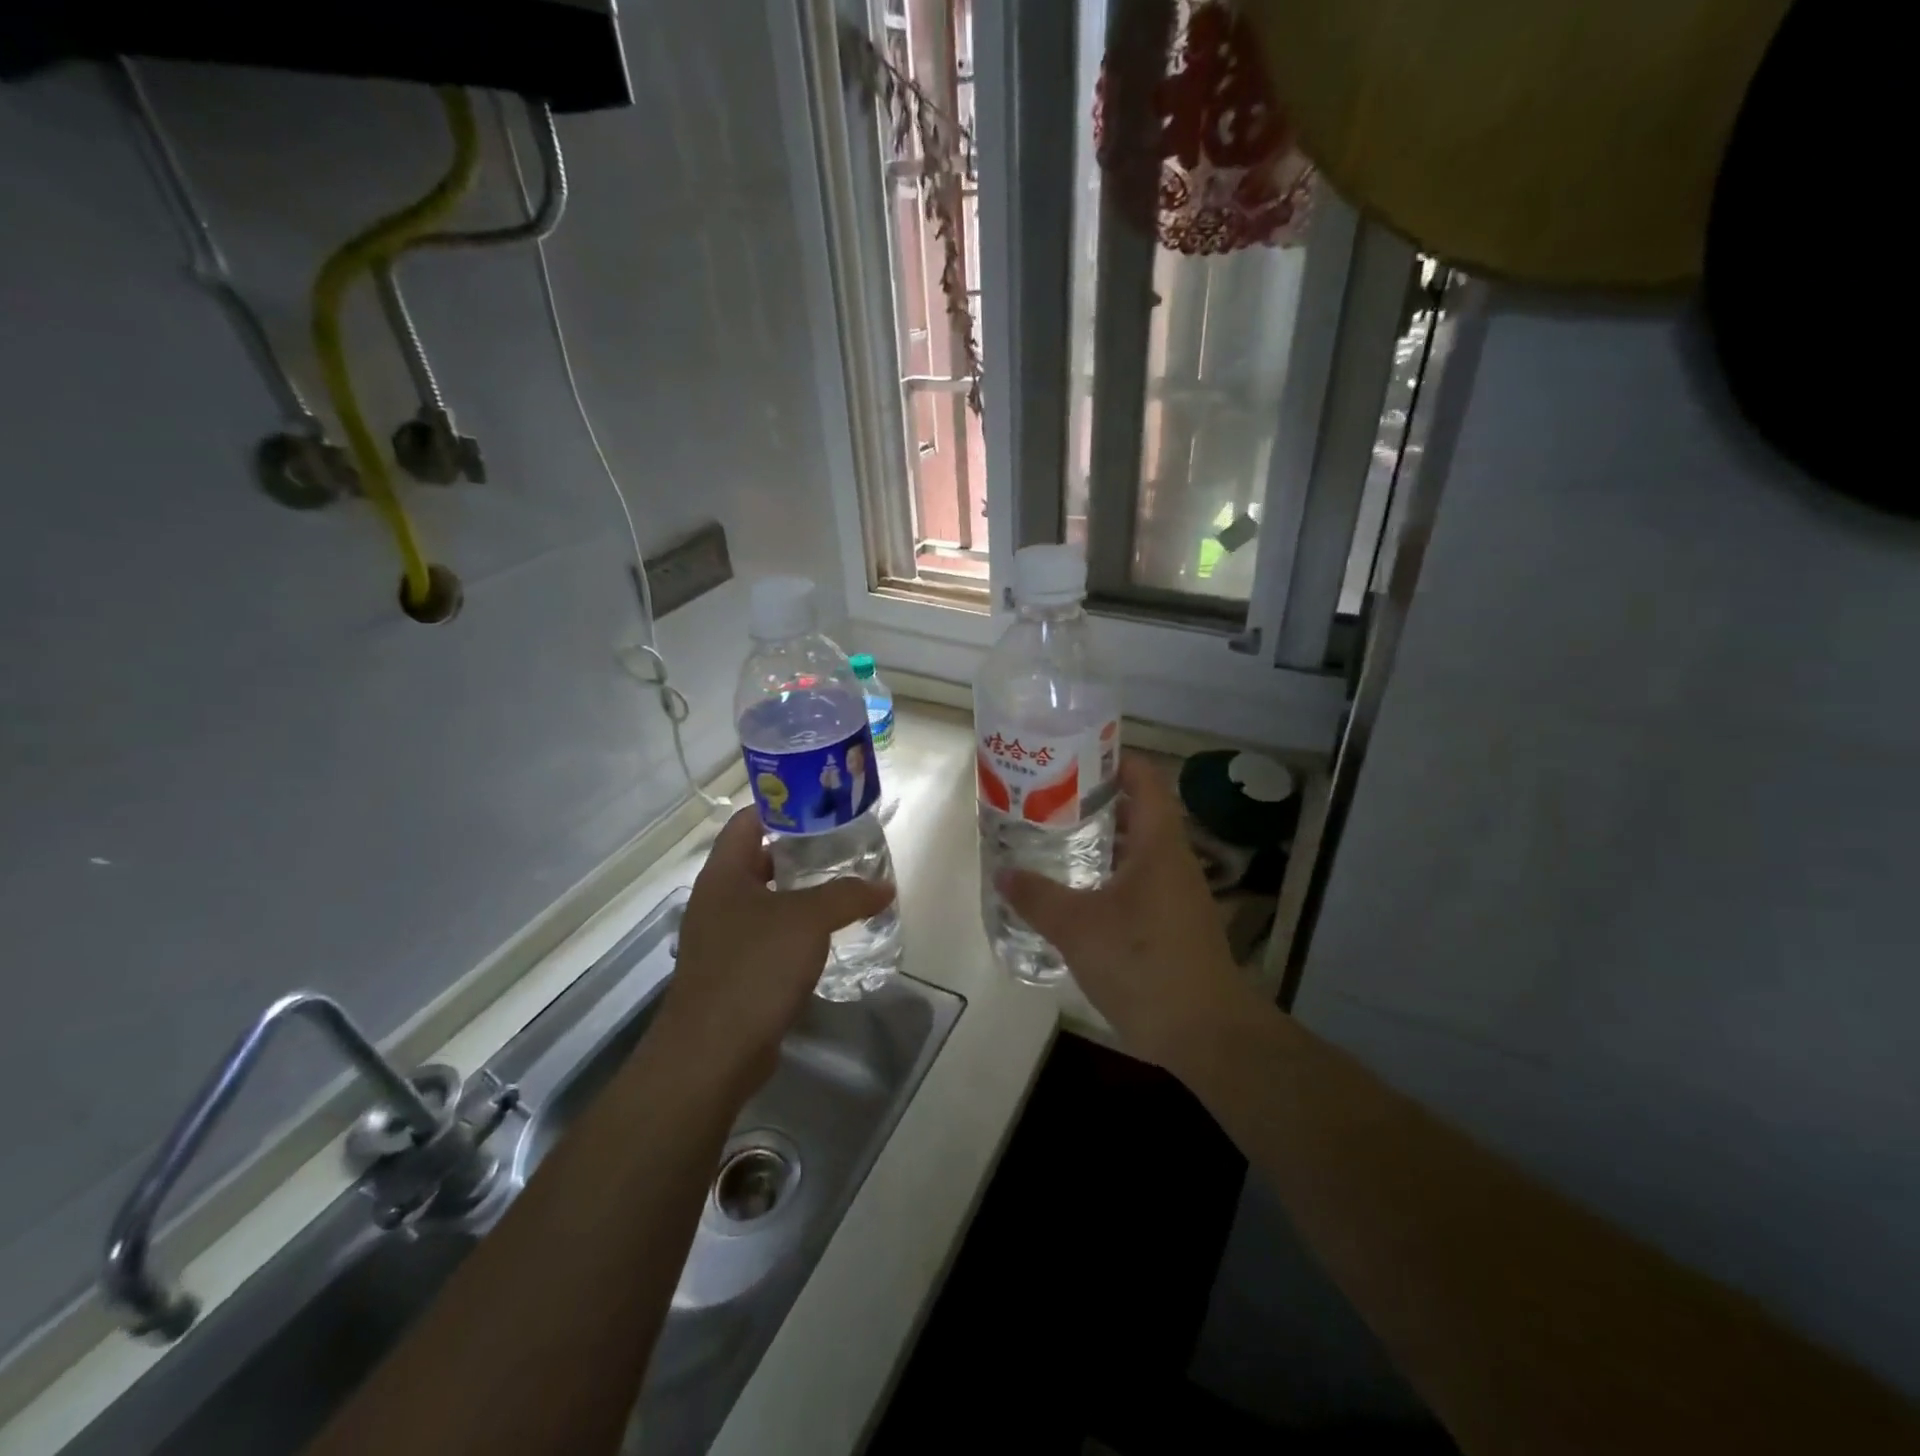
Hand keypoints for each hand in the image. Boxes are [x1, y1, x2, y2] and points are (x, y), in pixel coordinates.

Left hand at [656, 807, 894, 1098]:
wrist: (712, 1054)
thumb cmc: (753, 968)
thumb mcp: (807, 920)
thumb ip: (847, 895)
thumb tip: (884, 887)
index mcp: (723, 874)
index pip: (748, 820)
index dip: (782, 806)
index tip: (822, 803)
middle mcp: (718, 900)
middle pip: (760, 859)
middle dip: (801, 851)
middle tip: (845, 845)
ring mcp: (723, 938)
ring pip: (768, 900)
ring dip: (802, 893)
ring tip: (846, 885)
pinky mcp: (735, 972)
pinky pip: (770, 936)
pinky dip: (797, 930)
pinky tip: (829, 935)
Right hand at [997, 753, 1256, 1072]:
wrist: (1205, 1033)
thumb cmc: (1144, 964)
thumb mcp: (1078, 928)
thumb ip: (1037, 897)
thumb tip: (1002, 874)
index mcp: (1158, 844)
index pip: (1144, 778)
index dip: (1112, 759)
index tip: (1071, 755)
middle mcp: (1172, 860)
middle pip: (1136, 811)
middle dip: (1093, 801)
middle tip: (1046, 798)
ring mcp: (1176, 893)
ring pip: (1134, 849)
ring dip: (1099, 841)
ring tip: (1052, 838)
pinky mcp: (1172, 923)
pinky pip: (1137, 881)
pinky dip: (1106, 875)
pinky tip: (1074, 892)